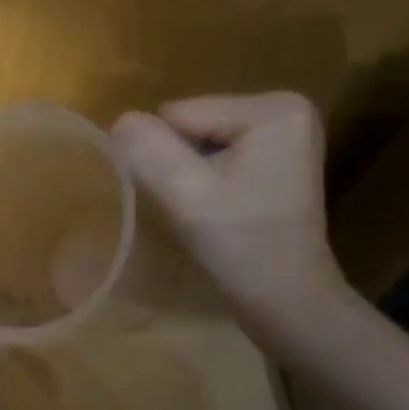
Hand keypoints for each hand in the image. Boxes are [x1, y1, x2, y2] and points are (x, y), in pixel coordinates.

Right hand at [111, 92, 347, 337]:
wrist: (288, 301)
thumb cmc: (241, 246)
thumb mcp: (185, 194)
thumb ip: (147, 149)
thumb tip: (120, 122)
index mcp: (272, 108)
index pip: (178, 115)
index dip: (166, 157)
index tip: (185, 197)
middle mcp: (285, 107)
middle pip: (191, 124)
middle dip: (180, 164)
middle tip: (196, 207)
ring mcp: (285, 133)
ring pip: (199, 141)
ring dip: (191, 175)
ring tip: (208, 211)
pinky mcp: (278, 158)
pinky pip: (218, 155)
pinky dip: (208, 181)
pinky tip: (221, 209)